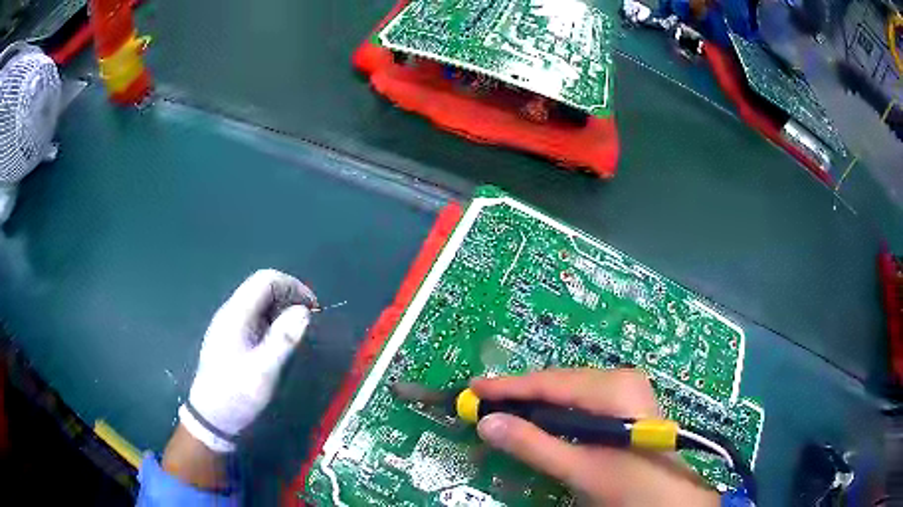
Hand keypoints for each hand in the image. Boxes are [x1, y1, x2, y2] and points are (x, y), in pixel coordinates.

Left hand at [178, 269, 317, 452]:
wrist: (211, 418)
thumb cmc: (236, 394)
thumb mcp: (264, 371)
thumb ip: (283, 339)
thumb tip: (305, 311)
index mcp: (236, 314)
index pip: (266, 280)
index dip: (293, 286)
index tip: (313, 308)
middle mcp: (231, 313)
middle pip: (262, 288)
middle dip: (289, 298)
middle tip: (309, 322)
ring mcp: (229, 325)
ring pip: (259, 304)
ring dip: (282, 311)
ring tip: (298, 334)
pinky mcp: (231, 338)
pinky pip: (255, 319)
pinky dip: (273, 323)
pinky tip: (279, 343)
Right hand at [471, 368, 719, 506]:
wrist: (668, 498)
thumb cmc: (628, 484)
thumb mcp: (578, 468)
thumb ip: (533, 445)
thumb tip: (488, 423)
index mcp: (614, 388)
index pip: (551, 382)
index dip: (509, 387)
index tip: (474, 388)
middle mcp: (621, 379)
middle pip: (560, 383)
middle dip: (522, 395)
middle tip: (484, 403)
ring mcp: (626, 389)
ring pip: (570, 391)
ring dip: (538, 403)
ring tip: (506, 410)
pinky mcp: (626, 403)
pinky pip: (582, 400)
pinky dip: (557, 411)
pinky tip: (541, 420)